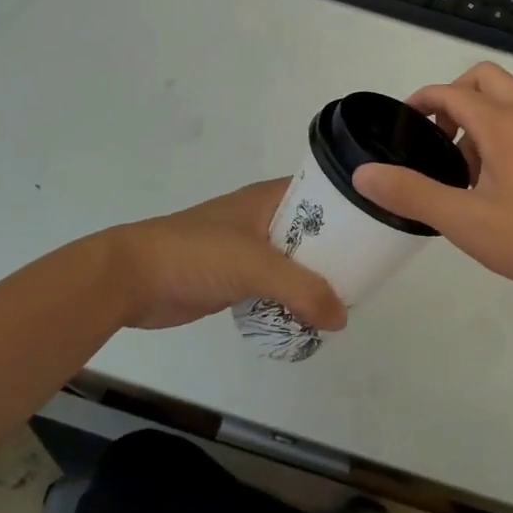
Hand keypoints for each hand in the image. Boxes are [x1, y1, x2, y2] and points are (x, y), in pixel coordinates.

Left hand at [102, 180, 347, 331]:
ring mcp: (249, 249)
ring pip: (296, 261)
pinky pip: (276, 285)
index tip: (380, 229)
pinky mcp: (235, 278)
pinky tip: (311, 317)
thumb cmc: (196, 254)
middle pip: (314, 231)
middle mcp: (264, 218)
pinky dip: (292, 298)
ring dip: (315, 279)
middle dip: (339, 251)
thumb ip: (302, 290)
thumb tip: (343, 318)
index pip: (323, 194)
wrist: (131, 279)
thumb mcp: (255, 265)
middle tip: (371, 273)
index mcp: (270, 198)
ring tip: (349, 298)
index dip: (351, 208)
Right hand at [352, 62, 512, 302]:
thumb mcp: (466, 220)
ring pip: (506, 100)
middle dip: (452, 98)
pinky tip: (493, 184)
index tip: (401, 125)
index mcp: (501, 123)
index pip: (451, 91)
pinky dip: (499, 133)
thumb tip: (364, 174)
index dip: (421, 100)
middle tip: (436, 138)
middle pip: (483, 79)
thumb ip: (413, 194)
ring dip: (477, 118)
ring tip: (461, 169)